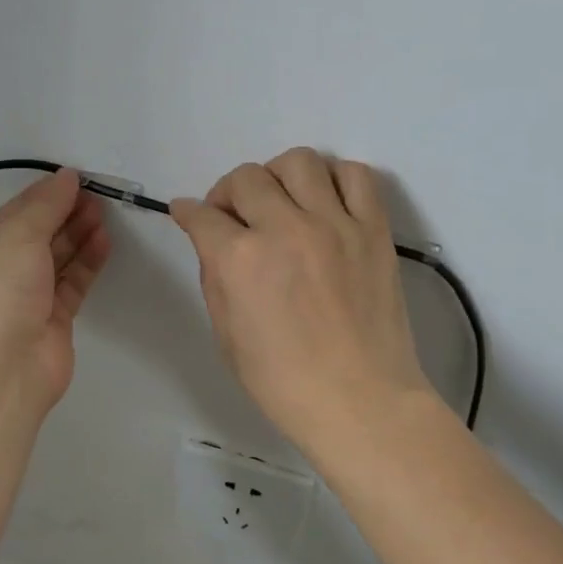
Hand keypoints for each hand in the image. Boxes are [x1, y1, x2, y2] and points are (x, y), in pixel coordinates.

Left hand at [0, 168, 111, 412]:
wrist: (2, 372)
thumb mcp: (15, 238)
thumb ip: (44, 206)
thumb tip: (66, 176)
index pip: (7, 217)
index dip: (40, 197)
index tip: (73, 180)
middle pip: (32, 237)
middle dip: (62, 215)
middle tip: (94, 195)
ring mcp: (22, 302)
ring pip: (54, 261)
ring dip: (76, 236)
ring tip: (103, 213)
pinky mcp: (51, 322)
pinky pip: (71, 284)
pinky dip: (86, 263)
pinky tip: (104, 241)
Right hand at [170, 148, 433, 452]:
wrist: (360, 402)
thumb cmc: (283, 382)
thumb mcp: (226, 335)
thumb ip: (215, 277)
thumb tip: (210, 240)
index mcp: (240, 260)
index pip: (202, 215)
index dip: (188, 213)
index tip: (188, 214)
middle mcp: (285, 229)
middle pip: (246, 178)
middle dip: (228, 194)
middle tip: (235, 218)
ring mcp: (335, 224)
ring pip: (299, 161)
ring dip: (279, 176)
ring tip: (282, 202)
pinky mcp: (374, 230)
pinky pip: (356, 175)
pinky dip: (335, 179)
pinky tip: (327, 203)